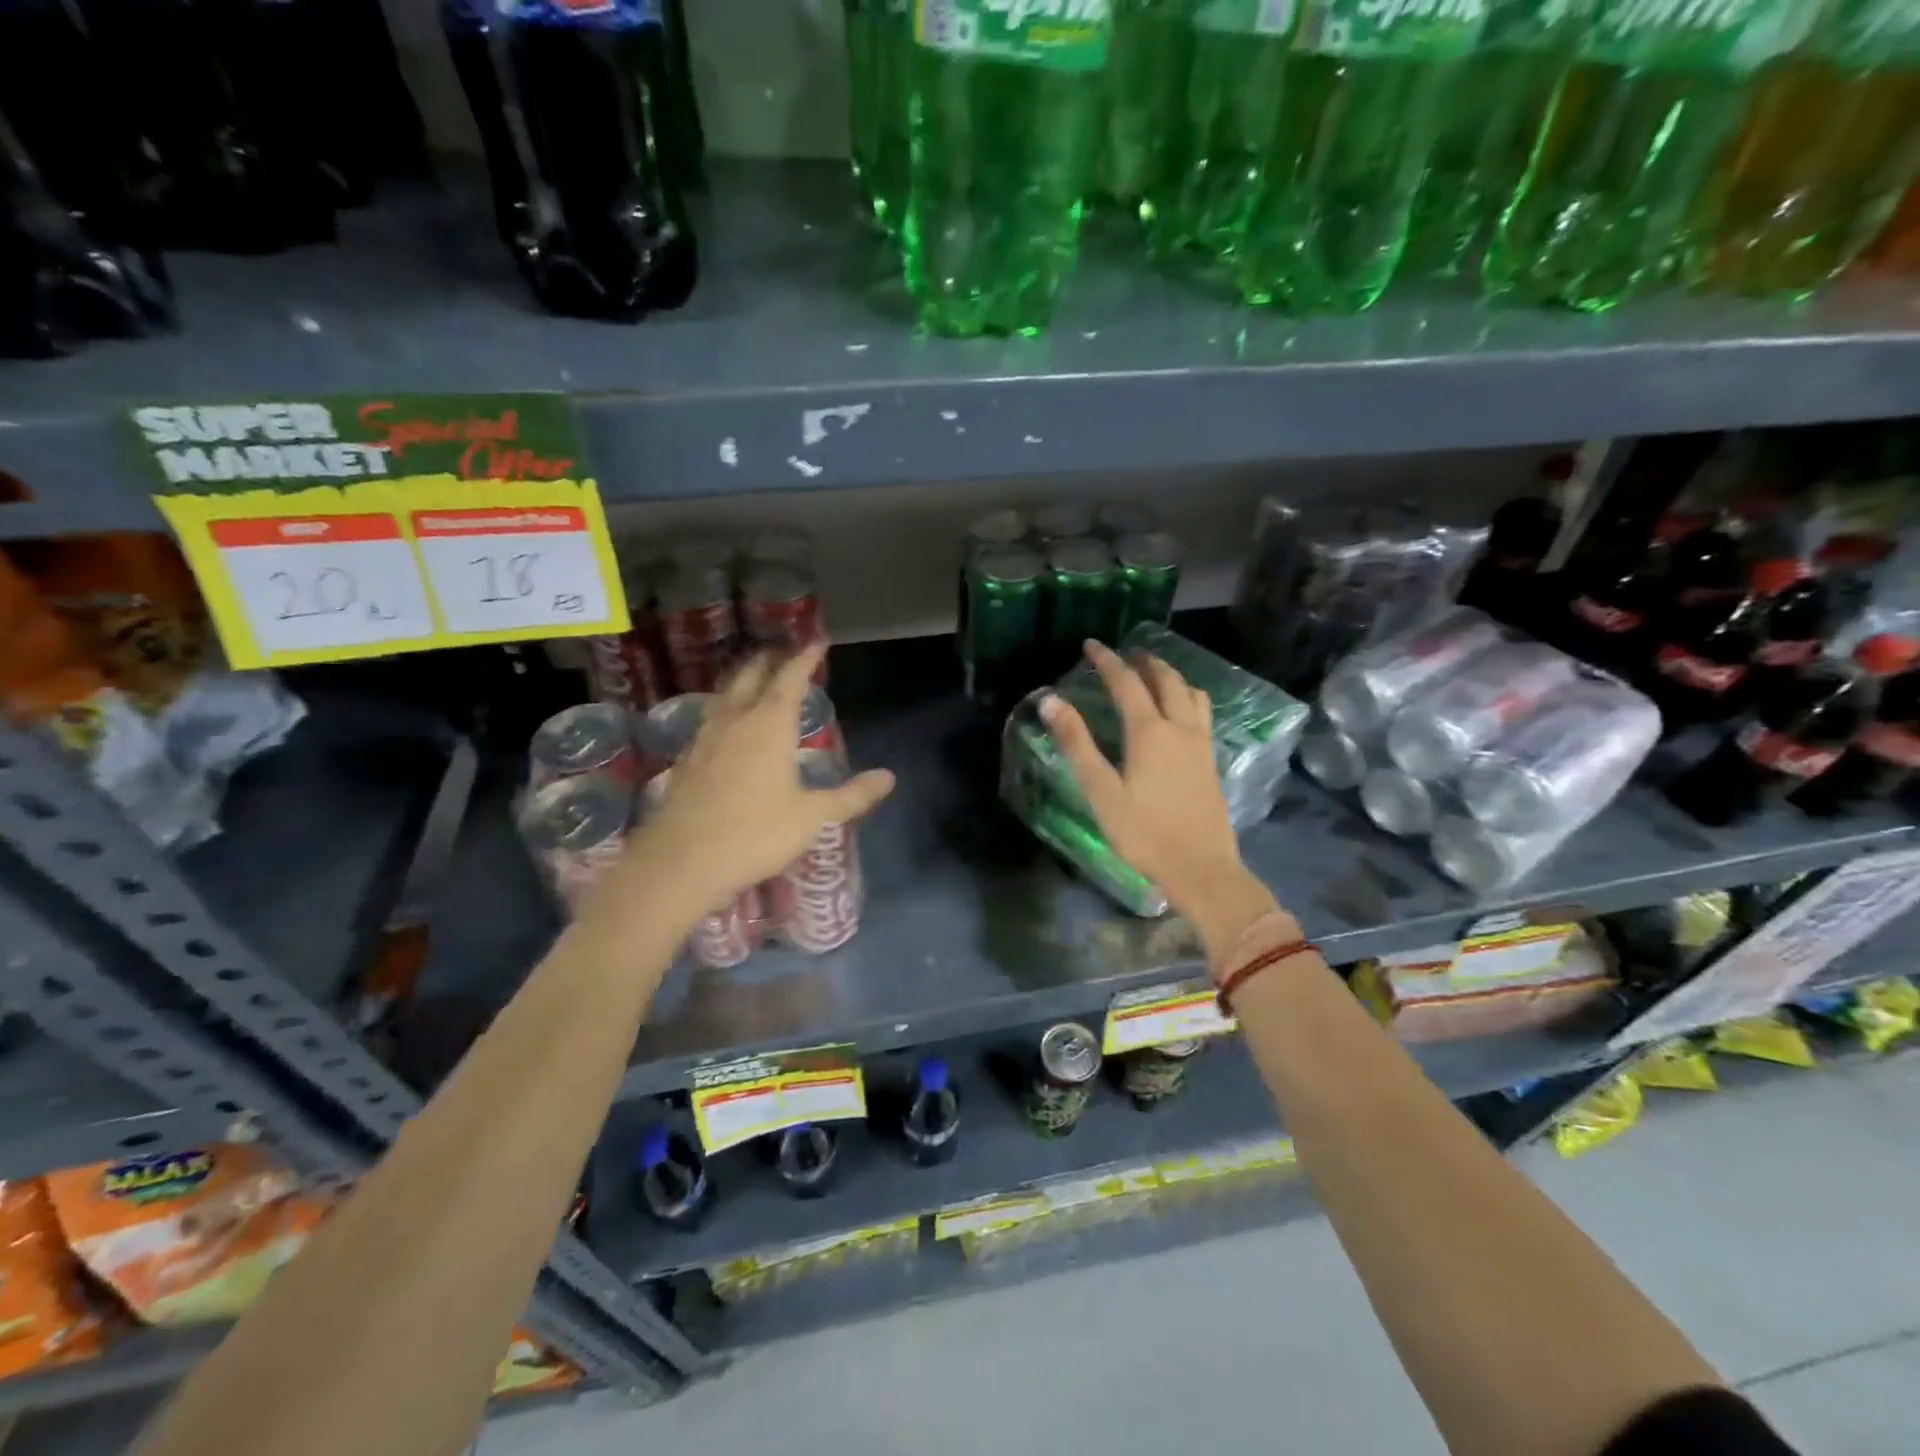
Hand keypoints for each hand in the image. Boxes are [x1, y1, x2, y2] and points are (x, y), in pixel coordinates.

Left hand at [613, 642, 894, 921]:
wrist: (681, 862)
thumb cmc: (754, 833)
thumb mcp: (812, 817)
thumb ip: (851, 795)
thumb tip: (888, 777)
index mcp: (769, 724)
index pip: (790, 678)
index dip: (805, 657)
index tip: (817, 641)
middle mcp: (735, 720)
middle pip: (750, 675)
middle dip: (769, 660)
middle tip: (784, 653)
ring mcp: (705, 738)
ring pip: (725, 694)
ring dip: (744, 681)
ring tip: (757, 681)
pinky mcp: (686, 759)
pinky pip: (710, 718)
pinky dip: (726, 708)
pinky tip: (728, 726)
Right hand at [1040, 641, 1278, 957]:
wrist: (1200, 867)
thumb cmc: (1143, 832)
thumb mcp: (1101, 790)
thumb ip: (1076, 743)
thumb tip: (1050, 701)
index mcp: (1149, 731)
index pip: (1126, 682)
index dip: (1107, 661)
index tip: (1091, 645)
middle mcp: (1179, 727)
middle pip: (1165, 680)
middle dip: (1144, 661)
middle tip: (1124, 654)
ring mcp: (1200, 743)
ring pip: (1191, 693)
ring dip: (1171, 676)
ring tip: (1154, 674)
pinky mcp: (1210, 760)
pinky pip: (1202, 712)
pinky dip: (1188, 696)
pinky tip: (1181, 712)